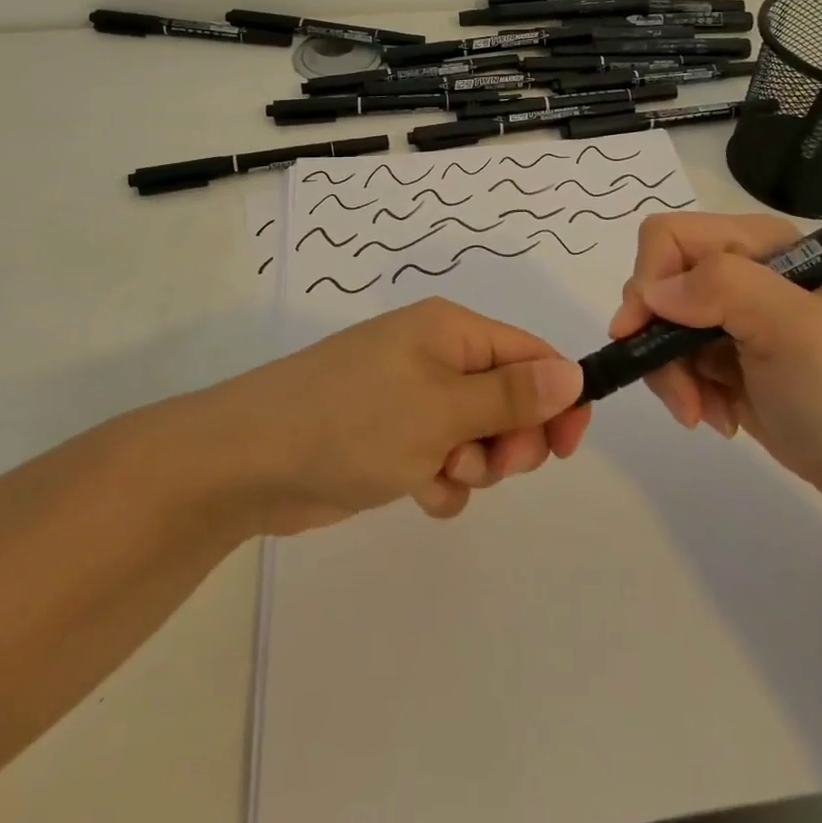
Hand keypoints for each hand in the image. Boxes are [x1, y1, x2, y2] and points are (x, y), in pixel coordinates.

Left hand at [209, 298, 589, 532]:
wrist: (248, 461)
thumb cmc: (353, 421)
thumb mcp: (442, 408)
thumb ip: (512, 395)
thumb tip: (574, 372)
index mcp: (451, 331)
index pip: (530, 354)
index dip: (558, 397)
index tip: (566, 448)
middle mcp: (435, 357)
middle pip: (509, 397)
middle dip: (510, 438)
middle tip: (488, 464)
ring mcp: (411, 399)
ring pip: (478, 434)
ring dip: (474, 464)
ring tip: (439, 472)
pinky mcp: (391, 438)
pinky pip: (443, 460)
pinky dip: (441, 480)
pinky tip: (417, 491)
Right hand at [609, 212, 821, 493]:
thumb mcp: (795, 329)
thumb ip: (726, 289)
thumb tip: (652, 293)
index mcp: (757, 240)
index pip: (670, 235)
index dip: (649, 278)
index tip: (644, 331)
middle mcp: (736, 265)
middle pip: (655, 281)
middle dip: (657, 339)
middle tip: (683, 390)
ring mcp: (722, 308)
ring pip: (653, 323)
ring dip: (669, 374)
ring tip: (702, 411)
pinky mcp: (712, 346)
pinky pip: (665, 355)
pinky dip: (681, 388)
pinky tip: (714, 412)